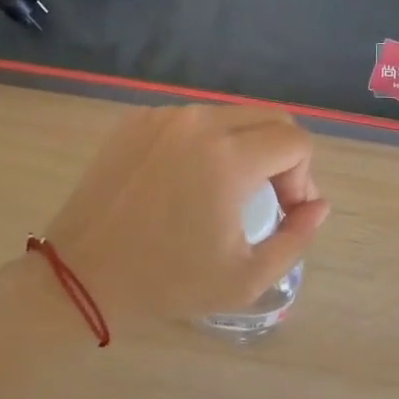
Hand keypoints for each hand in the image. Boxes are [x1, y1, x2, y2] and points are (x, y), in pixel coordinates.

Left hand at [40, 106, 329, 328]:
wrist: (80, 276)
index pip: (295, 141)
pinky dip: (205, 143)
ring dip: (245, 146)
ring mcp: (164, 115)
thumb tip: (318, 205)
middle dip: (282, 156)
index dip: (304, 178)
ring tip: (227, 191)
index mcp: (229, 156)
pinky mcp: (137, 119)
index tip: (285, 212)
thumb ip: (296, 237)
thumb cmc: (166, 282)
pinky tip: (186, 181)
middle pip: (269, 118)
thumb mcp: (245, 277)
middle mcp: (199, 121)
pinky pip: (191, 120)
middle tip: (268, 199)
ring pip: (230, 116)